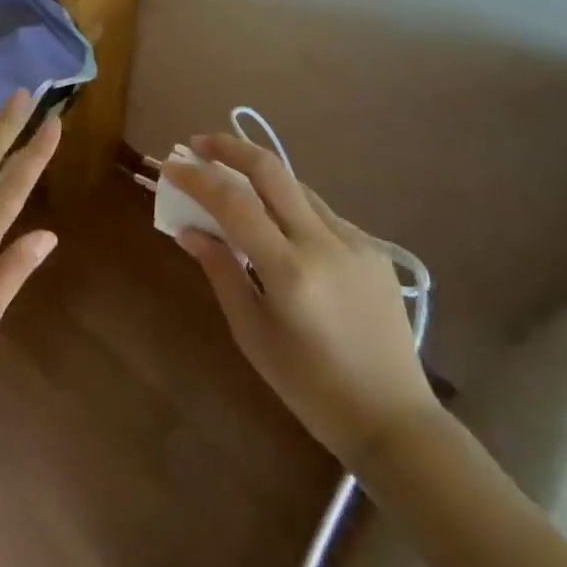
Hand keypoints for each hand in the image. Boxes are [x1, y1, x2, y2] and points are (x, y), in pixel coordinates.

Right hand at [163, 133, 438, 465]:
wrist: (395, 421)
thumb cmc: (312, 389)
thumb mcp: (253, 335)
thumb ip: (221, 272)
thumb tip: (190, 231)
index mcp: (291, 271)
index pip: (234, 202)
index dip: (197, 179)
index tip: (170, 167)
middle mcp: (324, 243)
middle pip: (271, 169)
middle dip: (229, 147)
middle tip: (199, 144)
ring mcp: (354, 241)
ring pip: (296, 187)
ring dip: (260, 178)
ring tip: (232, 186)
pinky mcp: (373, 248)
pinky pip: (320, 214)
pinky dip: (290, 209)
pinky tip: (280, 230)